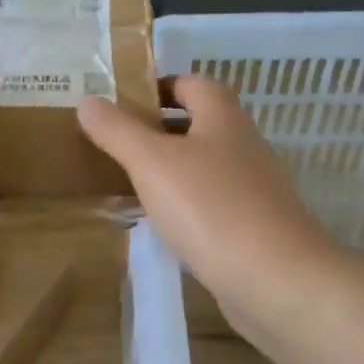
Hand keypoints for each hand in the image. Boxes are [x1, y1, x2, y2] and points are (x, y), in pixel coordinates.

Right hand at [77, 76, 339, 327]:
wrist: (276, 280)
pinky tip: (161, 224)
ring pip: (204, 166)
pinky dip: (184, 205)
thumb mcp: (152, 163)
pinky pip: (211, 203)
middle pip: (199, 125)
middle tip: (115, 143)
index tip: (122, 103)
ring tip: (128, 183)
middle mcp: (243, 146)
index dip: (159, 86)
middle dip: (159, 130)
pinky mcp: (253, 226)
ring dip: (170, 169)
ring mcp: (252, 189)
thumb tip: (87, 100)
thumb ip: (118, 131)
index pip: (192, 84)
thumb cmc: (211, 208)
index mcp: (223, 119)